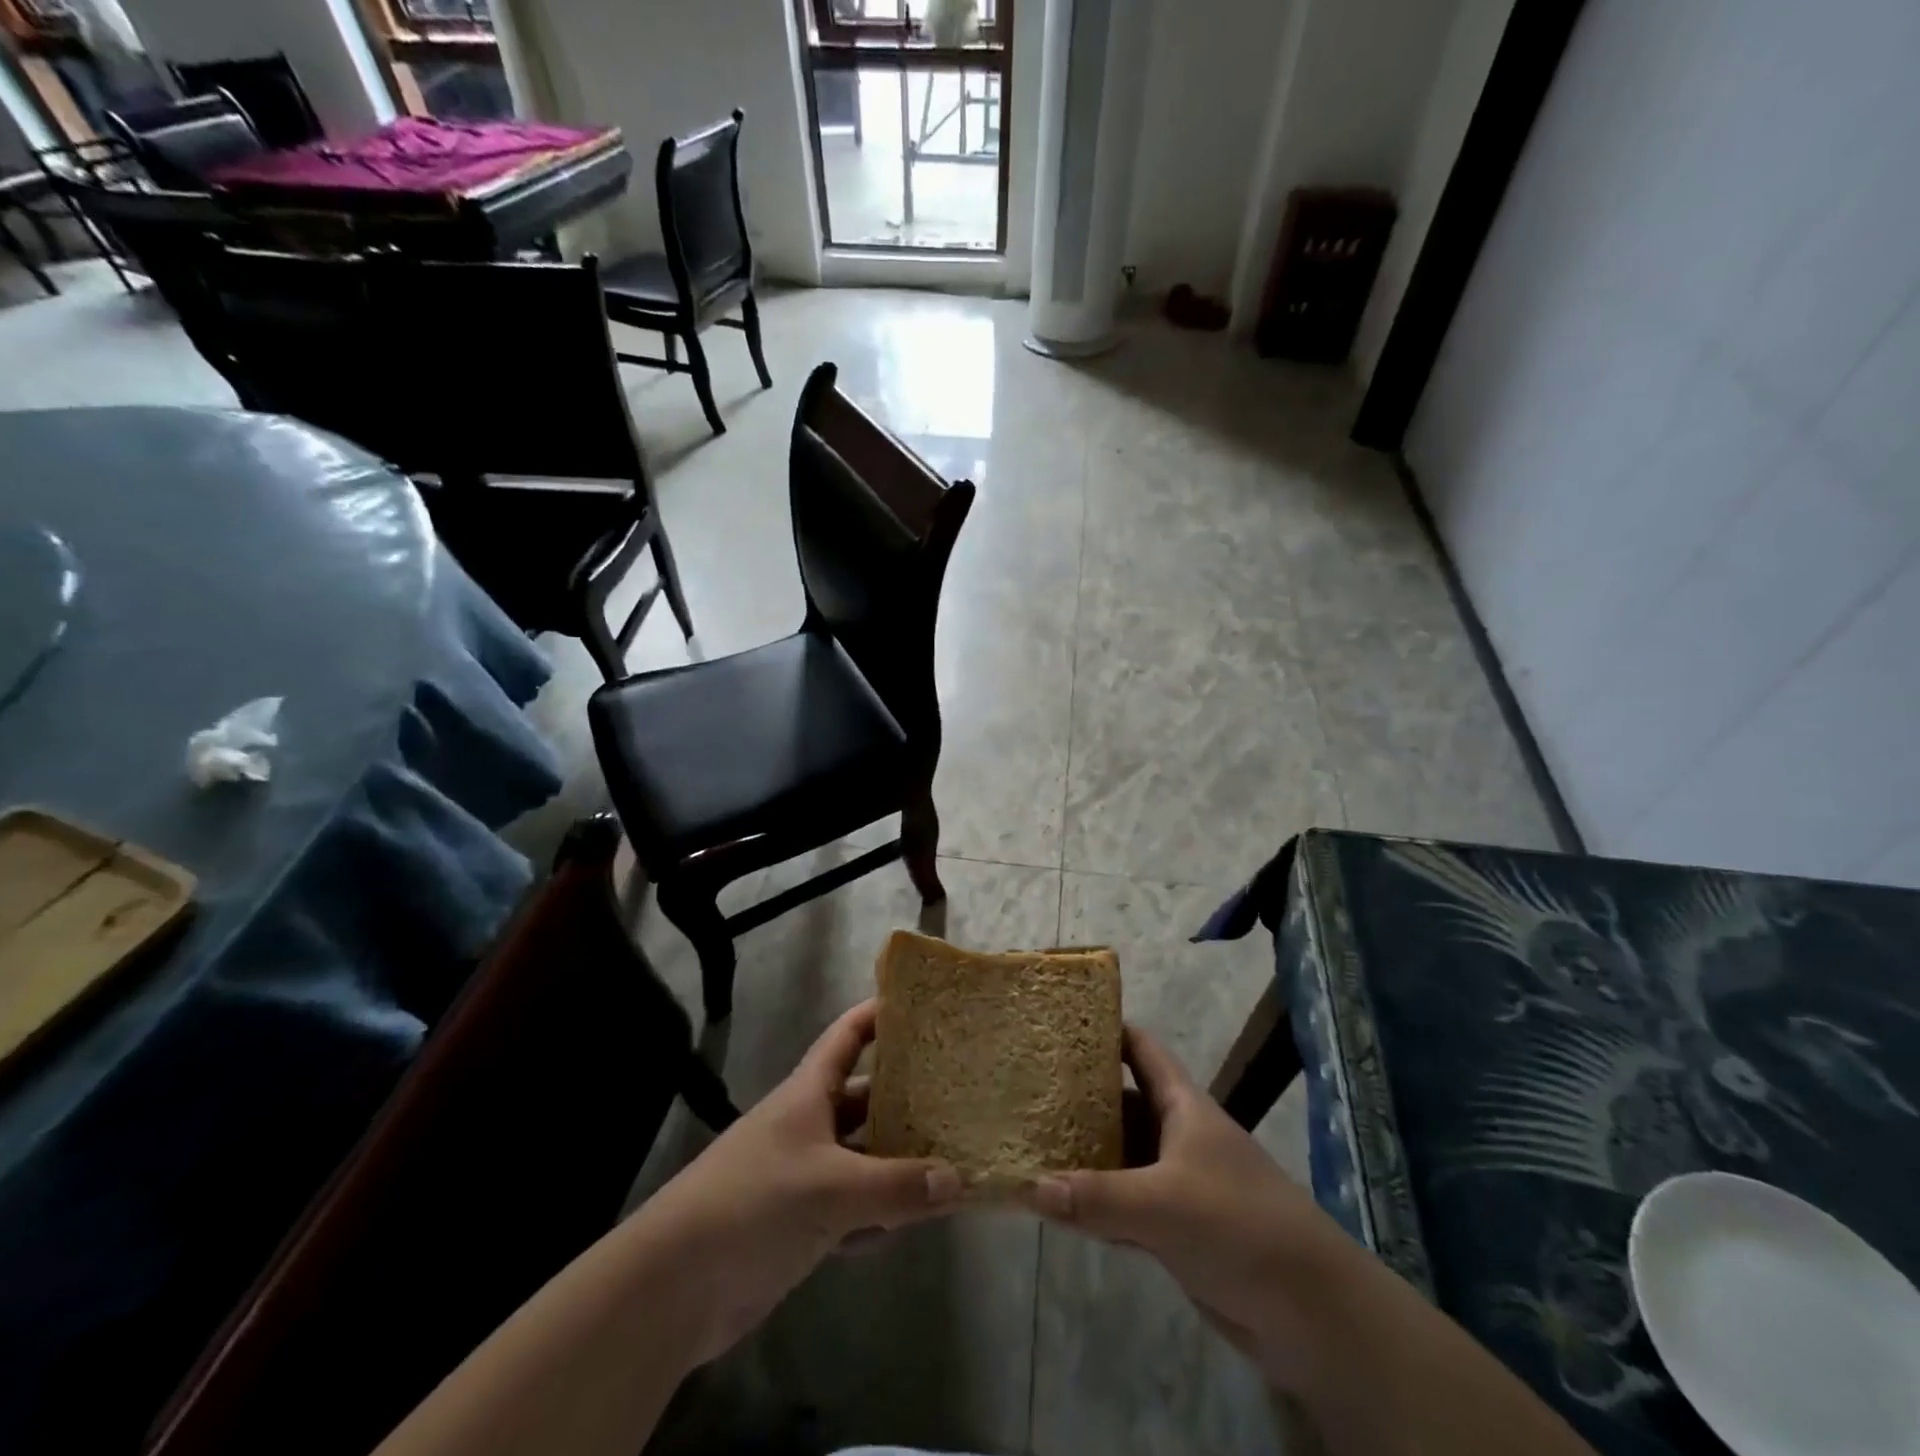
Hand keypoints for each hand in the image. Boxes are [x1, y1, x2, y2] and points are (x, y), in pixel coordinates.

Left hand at [643, 1000, 961, 1367]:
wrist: (674, 1288)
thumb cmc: (754, 1205)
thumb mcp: (832, 1189)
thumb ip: (897, 1186)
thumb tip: (957, 1181)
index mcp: (808, 1093)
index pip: (849, 1035)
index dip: (880, 1014)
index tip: (922, 1005)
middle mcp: (808, 1124)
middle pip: (864, 1098)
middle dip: (905, 1097)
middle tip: (958, 1095)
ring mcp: (802, 1174)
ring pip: (862, 1156)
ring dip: (898, 1161)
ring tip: (951, 1159)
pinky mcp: (799, 1222)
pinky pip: (851, 1206)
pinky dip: (877, 1212)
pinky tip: (910, 1223)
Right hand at [1027, 1025, 1359, 1390]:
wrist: (1312, 1312)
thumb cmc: (1241, 1226)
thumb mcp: (1164, 1204)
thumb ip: (1097, 1197)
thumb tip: (1028, 1186)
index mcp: (1183, 1105)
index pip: (1141, 1049)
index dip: (1106, 1030)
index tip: (1059, 1022)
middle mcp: (1178, 1135)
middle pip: (1123, 1102)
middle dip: (1081, 1095)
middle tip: (1028, 1087)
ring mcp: (1178, 1183)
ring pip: (1121, 1156)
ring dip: (1084, 1153)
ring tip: (1030, 1140)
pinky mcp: (1177, 1229)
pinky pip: (1125, 1204)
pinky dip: (1096, 1203)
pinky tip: (1059, 1206)